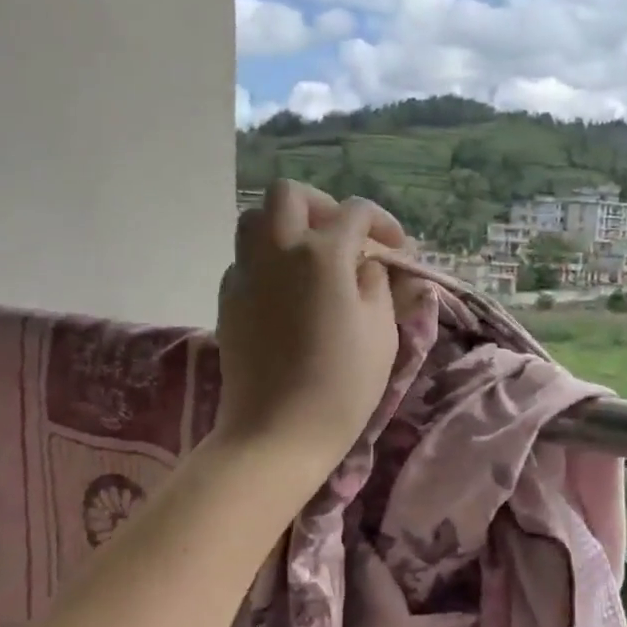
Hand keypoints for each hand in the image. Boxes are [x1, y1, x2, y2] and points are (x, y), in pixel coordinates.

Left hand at [212, 180, 409, 482]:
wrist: (278, 432)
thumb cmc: (343, 385)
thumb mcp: (382, 333)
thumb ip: (379, 285)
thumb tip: (369, 265)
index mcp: (322, 255)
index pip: (355, 212)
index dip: (383, 223)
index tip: (398, 249)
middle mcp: (277, 251)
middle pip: (289, 195)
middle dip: (323, 206)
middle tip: (344, 237)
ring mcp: (246, 274)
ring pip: (255, 219)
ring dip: (286, 226)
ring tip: (312, 258)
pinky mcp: (228, 300)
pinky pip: (245, 259)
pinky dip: (268, 260)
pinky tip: (288, 292)